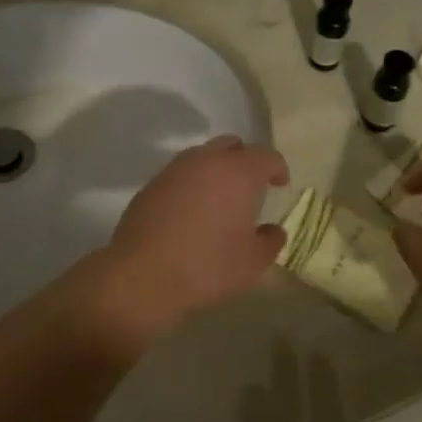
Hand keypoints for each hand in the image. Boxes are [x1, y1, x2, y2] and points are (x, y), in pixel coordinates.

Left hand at [87, 136, 289, 342]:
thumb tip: (272, 231)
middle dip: (245, 160)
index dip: (278, 168)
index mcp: (237, 173)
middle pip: (231, 146)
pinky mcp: (151, 185)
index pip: (266, 156)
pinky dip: (192, 184)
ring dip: (216, 170)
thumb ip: (270, 242)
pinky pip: (180, 175)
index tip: (281, 184)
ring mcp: (174, 170)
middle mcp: (205, 161)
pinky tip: (191, 211)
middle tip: (251, 186)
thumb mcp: (253, 263)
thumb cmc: (207, 266)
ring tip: (220, 198)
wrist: (141, 276)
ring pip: (202, 157)